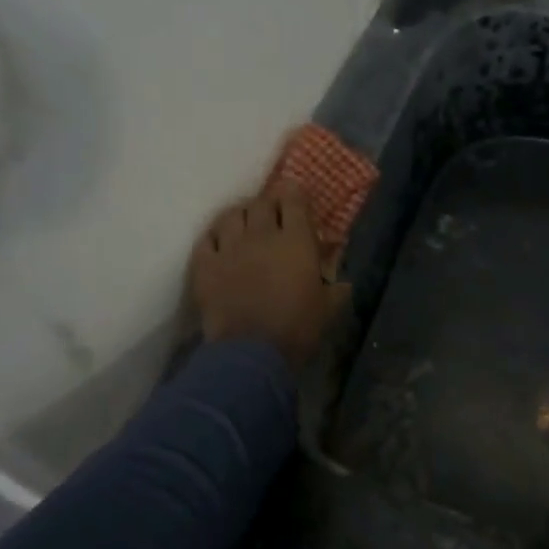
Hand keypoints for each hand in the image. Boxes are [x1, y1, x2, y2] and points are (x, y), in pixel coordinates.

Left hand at [190, 189, 348, 369]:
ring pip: (231, 215)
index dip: (295, 194)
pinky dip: (215, 237)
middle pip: (261, 203)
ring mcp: (229, 248)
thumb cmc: (297, 329)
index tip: (297, 198)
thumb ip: (336, 290)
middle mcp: (261, 235)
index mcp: (296, 241)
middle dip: (268, 204)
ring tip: (245, 225)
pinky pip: (207, 239)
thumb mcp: (328, 310)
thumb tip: (342, 283)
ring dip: (241, 216)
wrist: (251, 353)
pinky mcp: (205, 266)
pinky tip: (220, 243)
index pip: (293, 200)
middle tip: (273, 214)